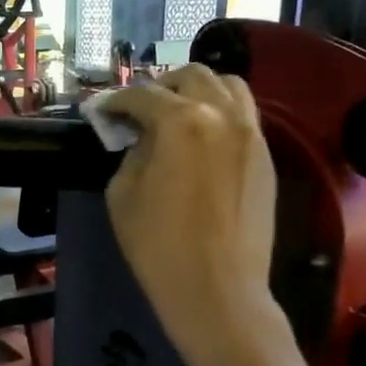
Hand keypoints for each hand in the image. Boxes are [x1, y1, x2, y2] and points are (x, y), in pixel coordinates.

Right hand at [96, 66, 283, 359]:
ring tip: (177, 114)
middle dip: (159, 87)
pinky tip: (202, 139)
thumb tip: (140, 138)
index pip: (142, 95)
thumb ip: (131, 153)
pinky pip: (244, 115)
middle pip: (192, 76)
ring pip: (228, 86)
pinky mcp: (266, 156)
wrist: (218, 290)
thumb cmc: (158, 246)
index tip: (100, 112)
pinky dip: (220, 113)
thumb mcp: (122, 194)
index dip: (115, 101)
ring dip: (197, 91)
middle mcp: (222, 114)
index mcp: (181, 121)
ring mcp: (251, 133)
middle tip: (139, 112)